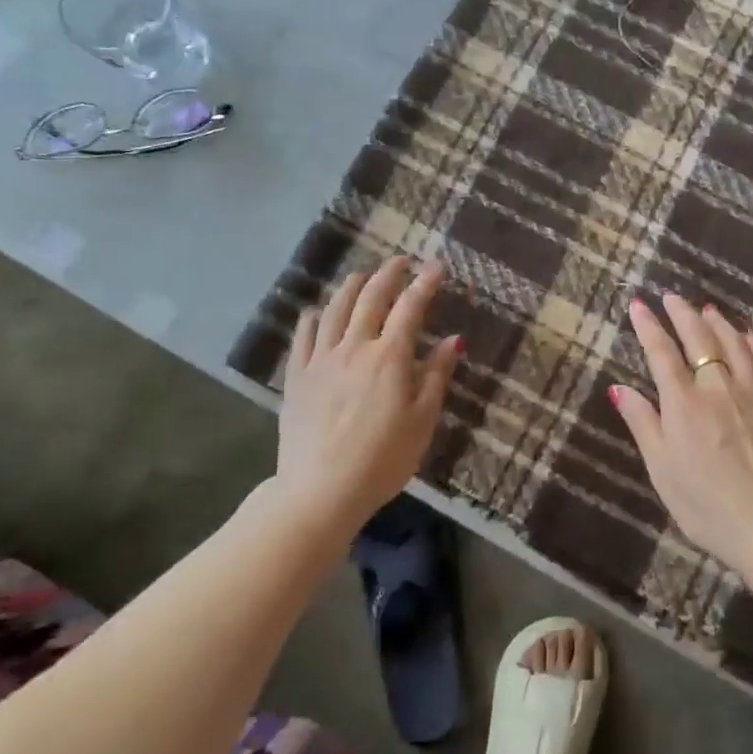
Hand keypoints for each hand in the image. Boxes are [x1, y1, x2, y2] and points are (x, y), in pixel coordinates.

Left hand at [274, 256, 460, 529]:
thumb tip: (455, 340)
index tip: (436, 267)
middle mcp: (353, 348)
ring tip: (362, 276)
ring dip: (351, 287)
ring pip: (335, 310)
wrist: (320, 492)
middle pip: (370, 298)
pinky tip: (316, 311)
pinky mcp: (297, 377)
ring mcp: (320, 361)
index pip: (410, 308)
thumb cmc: (382, 460)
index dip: (425, 284)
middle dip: (388, 274)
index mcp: (389, 358)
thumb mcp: (422, 421)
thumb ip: (436, 376)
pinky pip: (303, 337)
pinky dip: (313, 317)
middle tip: (401, 262)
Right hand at [609, 293, 752, 573]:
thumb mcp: (661, 467)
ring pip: (737, 345)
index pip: (662, 352)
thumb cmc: (704, 503)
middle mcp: (719, 387)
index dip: (649, 326)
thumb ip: (642, 422)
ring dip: (720, 324)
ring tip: (708, 311)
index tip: (638, 305)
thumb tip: (618, 388)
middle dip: (683, 314)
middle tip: (672, 297)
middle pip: (700, 339)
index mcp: (684, 403)